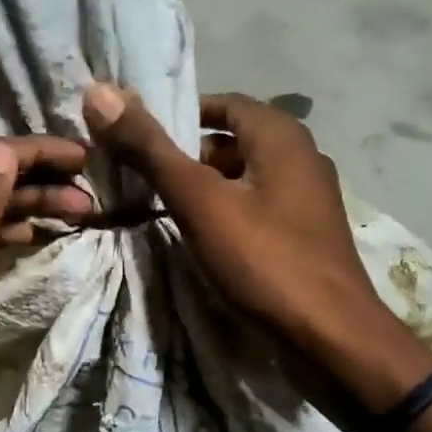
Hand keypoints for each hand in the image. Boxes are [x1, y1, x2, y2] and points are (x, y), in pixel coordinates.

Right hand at [83, 84, 431, 411]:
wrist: (332, 339)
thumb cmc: (265, 261)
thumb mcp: (199, 202)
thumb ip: (150, 149)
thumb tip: (99, 92)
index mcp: (281, 136)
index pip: (222, 104)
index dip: (179, 116)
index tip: (139, 141)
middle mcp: (301, 158)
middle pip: (232, 142)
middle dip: (187, 156)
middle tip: (143, 179)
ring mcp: (308, 200)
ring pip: (244, 179)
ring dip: (205, 188)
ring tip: (163, 211)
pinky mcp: (306, 236)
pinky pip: (257, 209)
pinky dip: (227, 214)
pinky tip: (203, 241)